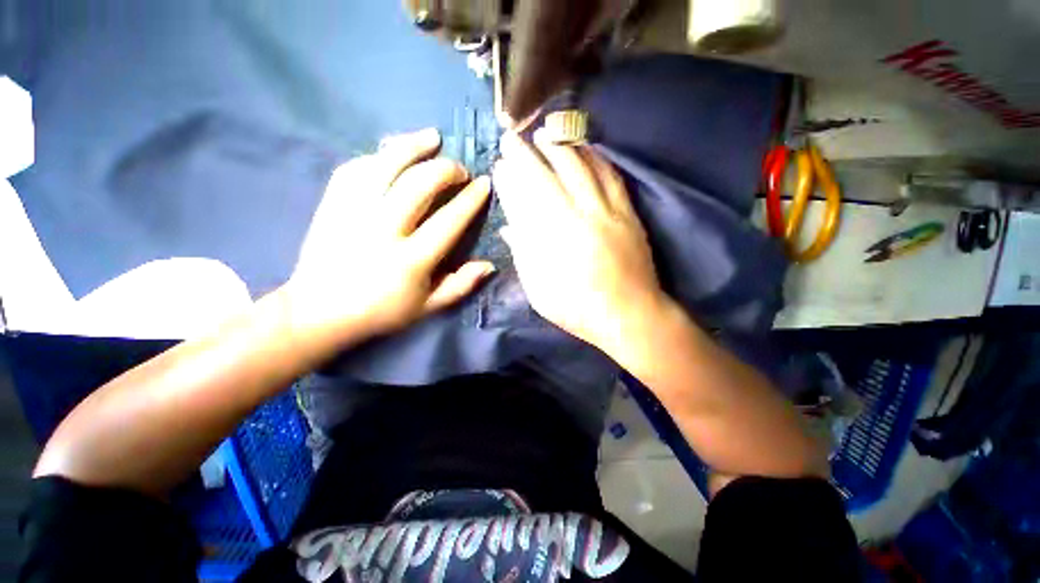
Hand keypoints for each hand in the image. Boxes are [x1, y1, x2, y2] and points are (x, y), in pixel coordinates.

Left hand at [285, 128, 492, 344]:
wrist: (318, 311)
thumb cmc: (380, 312)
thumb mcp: (428, 307)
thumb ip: (460, 286)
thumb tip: (489, 265)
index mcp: (410, 261)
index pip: (448, 222)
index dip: (470, 199)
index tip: (483, 183)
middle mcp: (383, 231)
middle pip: (418, 185)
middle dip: (445, 169)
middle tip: (459, 169)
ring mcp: (353, 213)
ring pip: (384, 166)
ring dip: (412, 146)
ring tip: (431, 137)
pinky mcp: (331, 205)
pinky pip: (355, 168)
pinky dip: (378, 156)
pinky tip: (393, 152)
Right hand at [493, 131, 666, 353]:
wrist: (631, 316)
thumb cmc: (579, 310)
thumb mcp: (541, 292)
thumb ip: (524, 256)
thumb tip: (509, 228)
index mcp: (555, 242)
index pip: (527, 199)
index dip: (511, 179)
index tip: (500, 166)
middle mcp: (580, 219)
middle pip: (552, 175)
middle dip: (529, 153)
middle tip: (514, 139)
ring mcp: (608, 213)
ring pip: (583, 168)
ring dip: (561, 146)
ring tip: (545, 134)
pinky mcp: (628, 214)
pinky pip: (612, 177)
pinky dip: (595, 158)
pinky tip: (585, 149)